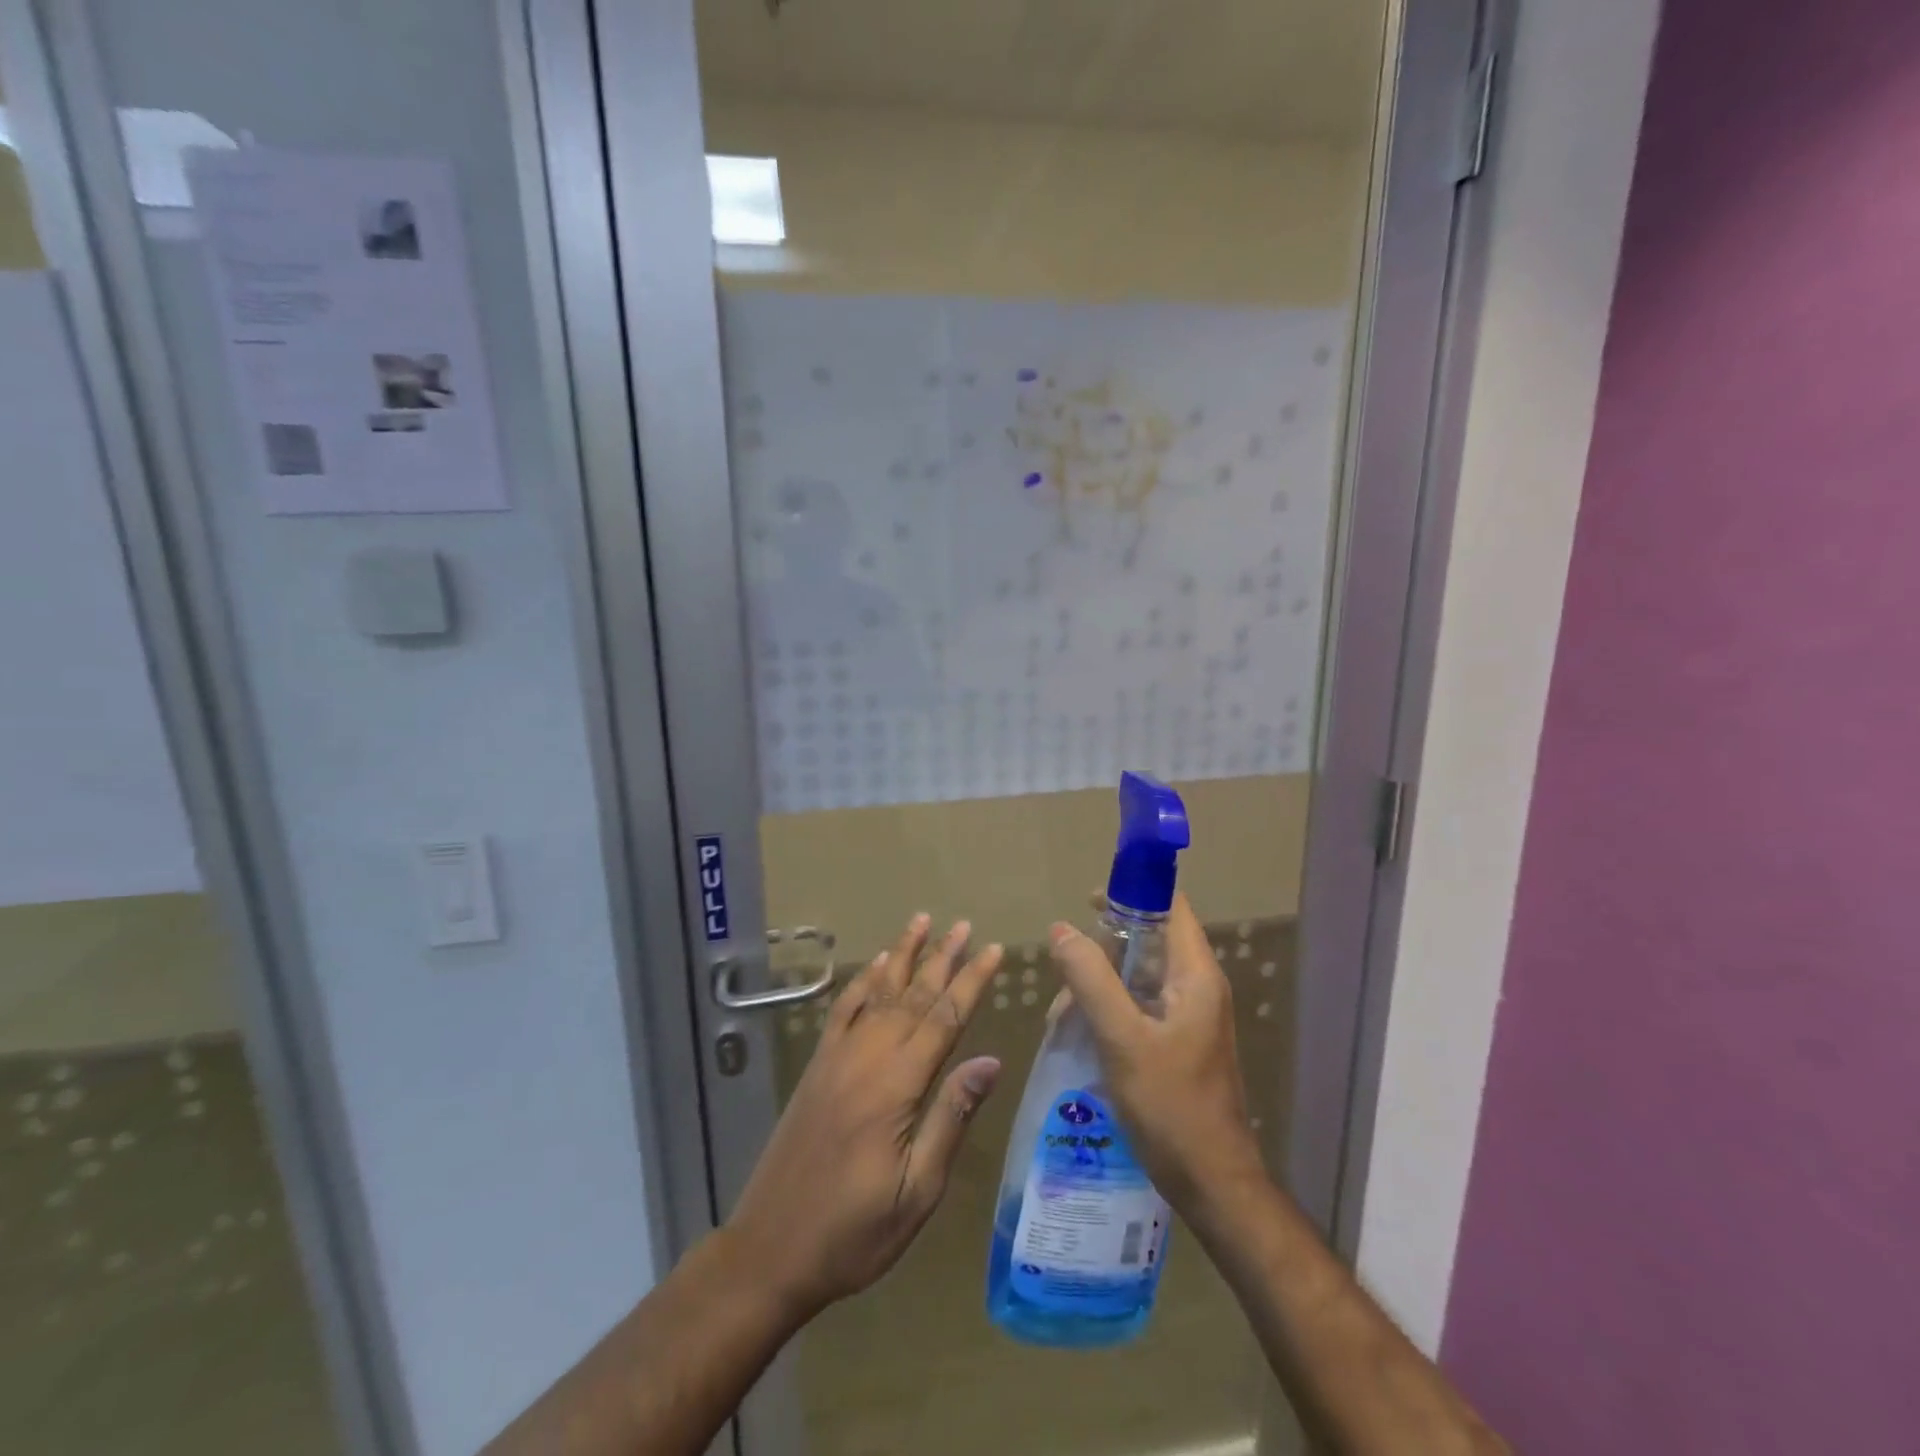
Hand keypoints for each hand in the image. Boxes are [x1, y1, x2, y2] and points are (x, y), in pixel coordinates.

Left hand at [724, 915, 1003, 1318]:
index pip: (945, 1019)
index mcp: (897, 1086)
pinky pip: (842, 1010)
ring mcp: (837, 1058)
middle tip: (964, 925)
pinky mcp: (817, 1067)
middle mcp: (867, 1058)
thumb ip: (951, 1118)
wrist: (770, 1249)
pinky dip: (862, 982)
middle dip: (943, 958)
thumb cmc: (854, 1232)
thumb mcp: (917, 1191)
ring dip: (903, 955)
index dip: (972, 981)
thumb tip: (990, 1061)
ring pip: (878, 992)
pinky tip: (875, 965)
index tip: (994, 950)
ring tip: (922, 922)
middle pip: (913, 995)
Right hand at [1049, 895, 1263, 1215]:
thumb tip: (1060, 929)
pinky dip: (1109, 1007)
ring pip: (1140, 975)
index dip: (1133, 892)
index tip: (1087, 899)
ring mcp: (1189, 1016)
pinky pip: (1139, 1005)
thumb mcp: (1123, 1039)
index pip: (1171, 907)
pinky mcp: (1178, 1042)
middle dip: (1105, 944)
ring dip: (1101, 980)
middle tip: (1065, 964)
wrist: (1212, 1183)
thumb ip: (1092, 980)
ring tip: (1064, 1009)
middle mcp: (1198, 987)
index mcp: (1196, 975)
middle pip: (1150, 939)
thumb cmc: (1172, 1107)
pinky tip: (1080, 1030)